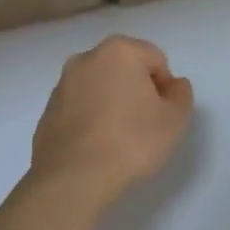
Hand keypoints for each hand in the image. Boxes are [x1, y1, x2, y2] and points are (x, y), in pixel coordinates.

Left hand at [29, 35, 193, 207]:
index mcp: (119, 51)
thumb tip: (173, 84)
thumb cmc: (131, 141)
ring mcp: (62, 83)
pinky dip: (91, 118)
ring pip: (100, 87)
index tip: (162, 115)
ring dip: (112, 103)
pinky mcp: (48, 109)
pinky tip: (97, 145)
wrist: (74, 178)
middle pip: (125, 69)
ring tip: (119, 138)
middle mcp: (86, 58)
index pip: (156, 60)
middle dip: (137, 91)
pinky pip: (80, 106)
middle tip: (144, 125)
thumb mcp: (174, 119)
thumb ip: (181, 94)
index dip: (165, 88)